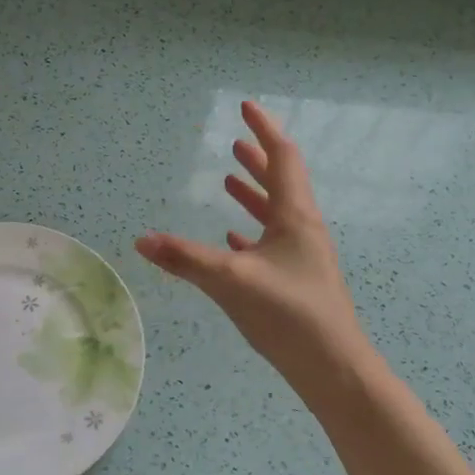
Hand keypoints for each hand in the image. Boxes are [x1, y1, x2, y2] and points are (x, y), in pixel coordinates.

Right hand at [135, 100, 365, 384]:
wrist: (333, 368)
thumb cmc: (289, 314)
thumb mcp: (231, 281)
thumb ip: (185, 259)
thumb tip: (141, 240)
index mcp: (295, 216)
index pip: (282, 157)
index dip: (263, 129)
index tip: (246, 107)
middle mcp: (303, 229)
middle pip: (281, 182)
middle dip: (257, 159)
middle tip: (235, 143)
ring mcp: (303, 256)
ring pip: (276, 213)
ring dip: (254, 193)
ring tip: (230, 179)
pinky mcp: (298, 281)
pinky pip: (273, 244)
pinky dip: (253, 232)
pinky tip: (234, 240)